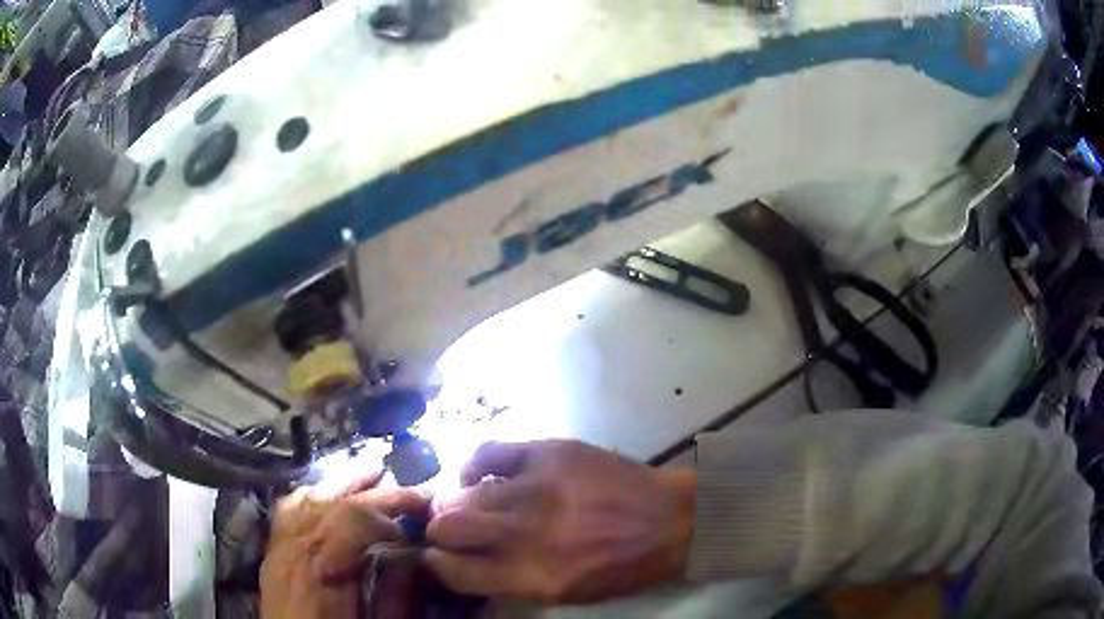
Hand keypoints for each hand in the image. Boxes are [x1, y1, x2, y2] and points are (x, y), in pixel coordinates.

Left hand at [260, 470, 430, 618]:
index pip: (352, 519)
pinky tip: (326, 490)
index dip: (388, 514)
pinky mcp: (272, 550)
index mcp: (323, 570)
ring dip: (343, 483)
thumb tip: (414, 556)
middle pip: (332, 502)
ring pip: (308, 498)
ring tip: (374, 471)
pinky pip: (287, 509)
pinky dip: (311, 493)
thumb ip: (395, 592)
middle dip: (375, 491)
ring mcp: (279, 546)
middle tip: (413, 489)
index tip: (418, 522)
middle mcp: (296, 548)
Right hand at [424, 440, 694, 603]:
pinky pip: (488, 451)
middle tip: (447, 528)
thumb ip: (510, 580)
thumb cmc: (622, 567)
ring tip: (463, 502)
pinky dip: (474, 465)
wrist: (672, 521)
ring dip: (453, 501)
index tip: (438, 557)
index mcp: (532, 576)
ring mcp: (537, 488)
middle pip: (447, 527)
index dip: (437, 564)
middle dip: (439, 530)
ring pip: (461, 493)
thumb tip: (465, 562)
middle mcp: (526, 533)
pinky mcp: (549, 453)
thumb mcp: (565, 592)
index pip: (454, 572)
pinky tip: (481, 475)